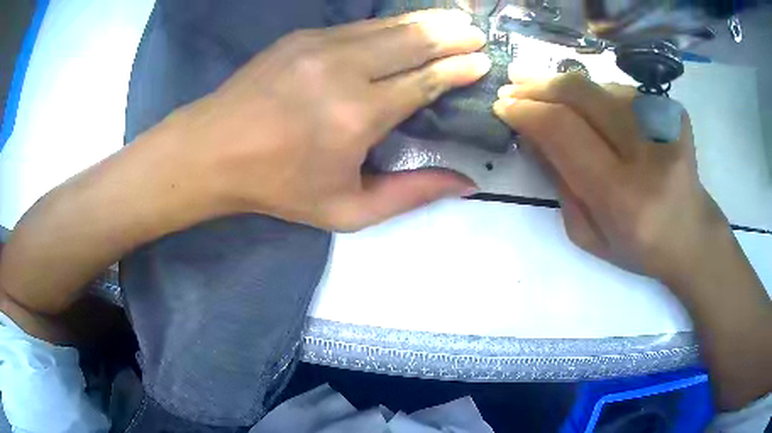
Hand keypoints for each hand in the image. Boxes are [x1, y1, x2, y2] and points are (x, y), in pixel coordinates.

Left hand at [174, 9, 488, 230]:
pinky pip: (360, 26)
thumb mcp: (347, 210)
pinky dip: (392, 24)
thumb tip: (466, 183)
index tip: (482, 62)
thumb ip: (411, 194)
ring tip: (455, 21)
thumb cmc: (278, 186)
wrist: (212, 151)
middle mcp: (344, 71)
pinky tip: (407, 24)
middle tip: (478, 33)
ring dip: (427, 22)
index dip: (458, 69)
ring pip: (389, 26)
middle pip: (413, 42)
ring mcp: (320, 46)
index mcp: (358, 116)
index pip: (425, 82)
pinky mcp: (302, 37)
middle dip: (451, 36)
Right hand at [493, 73, 728, 286]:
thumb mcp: (587, 233)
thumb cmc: (638, 246)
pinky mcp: (675, 111)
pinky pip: (623, 91)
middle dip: (539, 84)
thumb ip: (559, 183)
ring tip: (547, 93)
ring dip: (566, 87)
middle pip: (581, 93)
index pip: (563, 131)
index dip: (527, 111)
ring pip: (599, 86)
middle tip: (514, 83)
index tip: (503, 105)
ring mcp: (665, 124)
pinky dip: (598, 95)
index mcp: (622, 195)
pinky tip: (592, 107)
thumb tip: (531, 135)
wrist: (692, 235)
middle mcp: (646, 152)